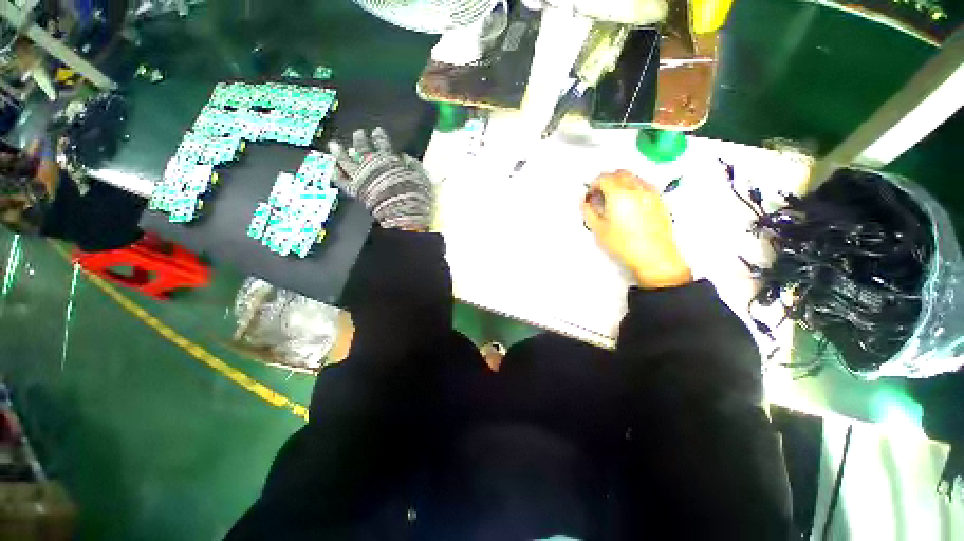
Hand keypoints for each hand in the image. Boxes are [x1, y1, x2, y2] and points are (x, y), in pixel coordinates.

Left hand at [328, 128, 432, 231]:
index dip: (379, 136)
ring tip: (334, 145)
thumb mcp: (422, 177)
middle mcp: (372, 165)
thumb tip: (404, 157)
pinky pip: (341, 181)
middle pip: (363, 148)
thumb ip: (413, 165)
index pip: (382, 143)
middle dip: (360, 139)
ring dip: (340, 152)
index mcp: (388, 160)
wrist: (403, 215)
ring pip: (346, 161)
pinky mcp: (355, 190)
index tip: (376, 131)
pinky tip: (331, 168)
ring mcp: (361, 177)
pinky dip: (335, 173)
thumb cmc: (416, 196)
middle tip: (358, 133)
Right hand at [582, 170, 691, 288]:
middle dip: (607, 180)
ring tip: (614, 199)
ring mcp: (650, 194)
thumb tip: (586, 202)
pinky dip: (634, 188)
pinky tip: (630, 203)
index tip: (590, 194)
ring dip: (621, 182)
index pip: (603, 178)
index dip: (593, 184)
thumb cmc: (626, 245)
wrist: (654, 257)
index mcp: (619, 195)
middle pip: (619, 173)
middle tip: (600, 193)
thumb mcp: (598, 230)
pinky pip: (645, 185)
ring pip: (633, 177)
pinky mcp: (660, 200)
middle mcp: (636, 189)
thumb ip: (588, 212)